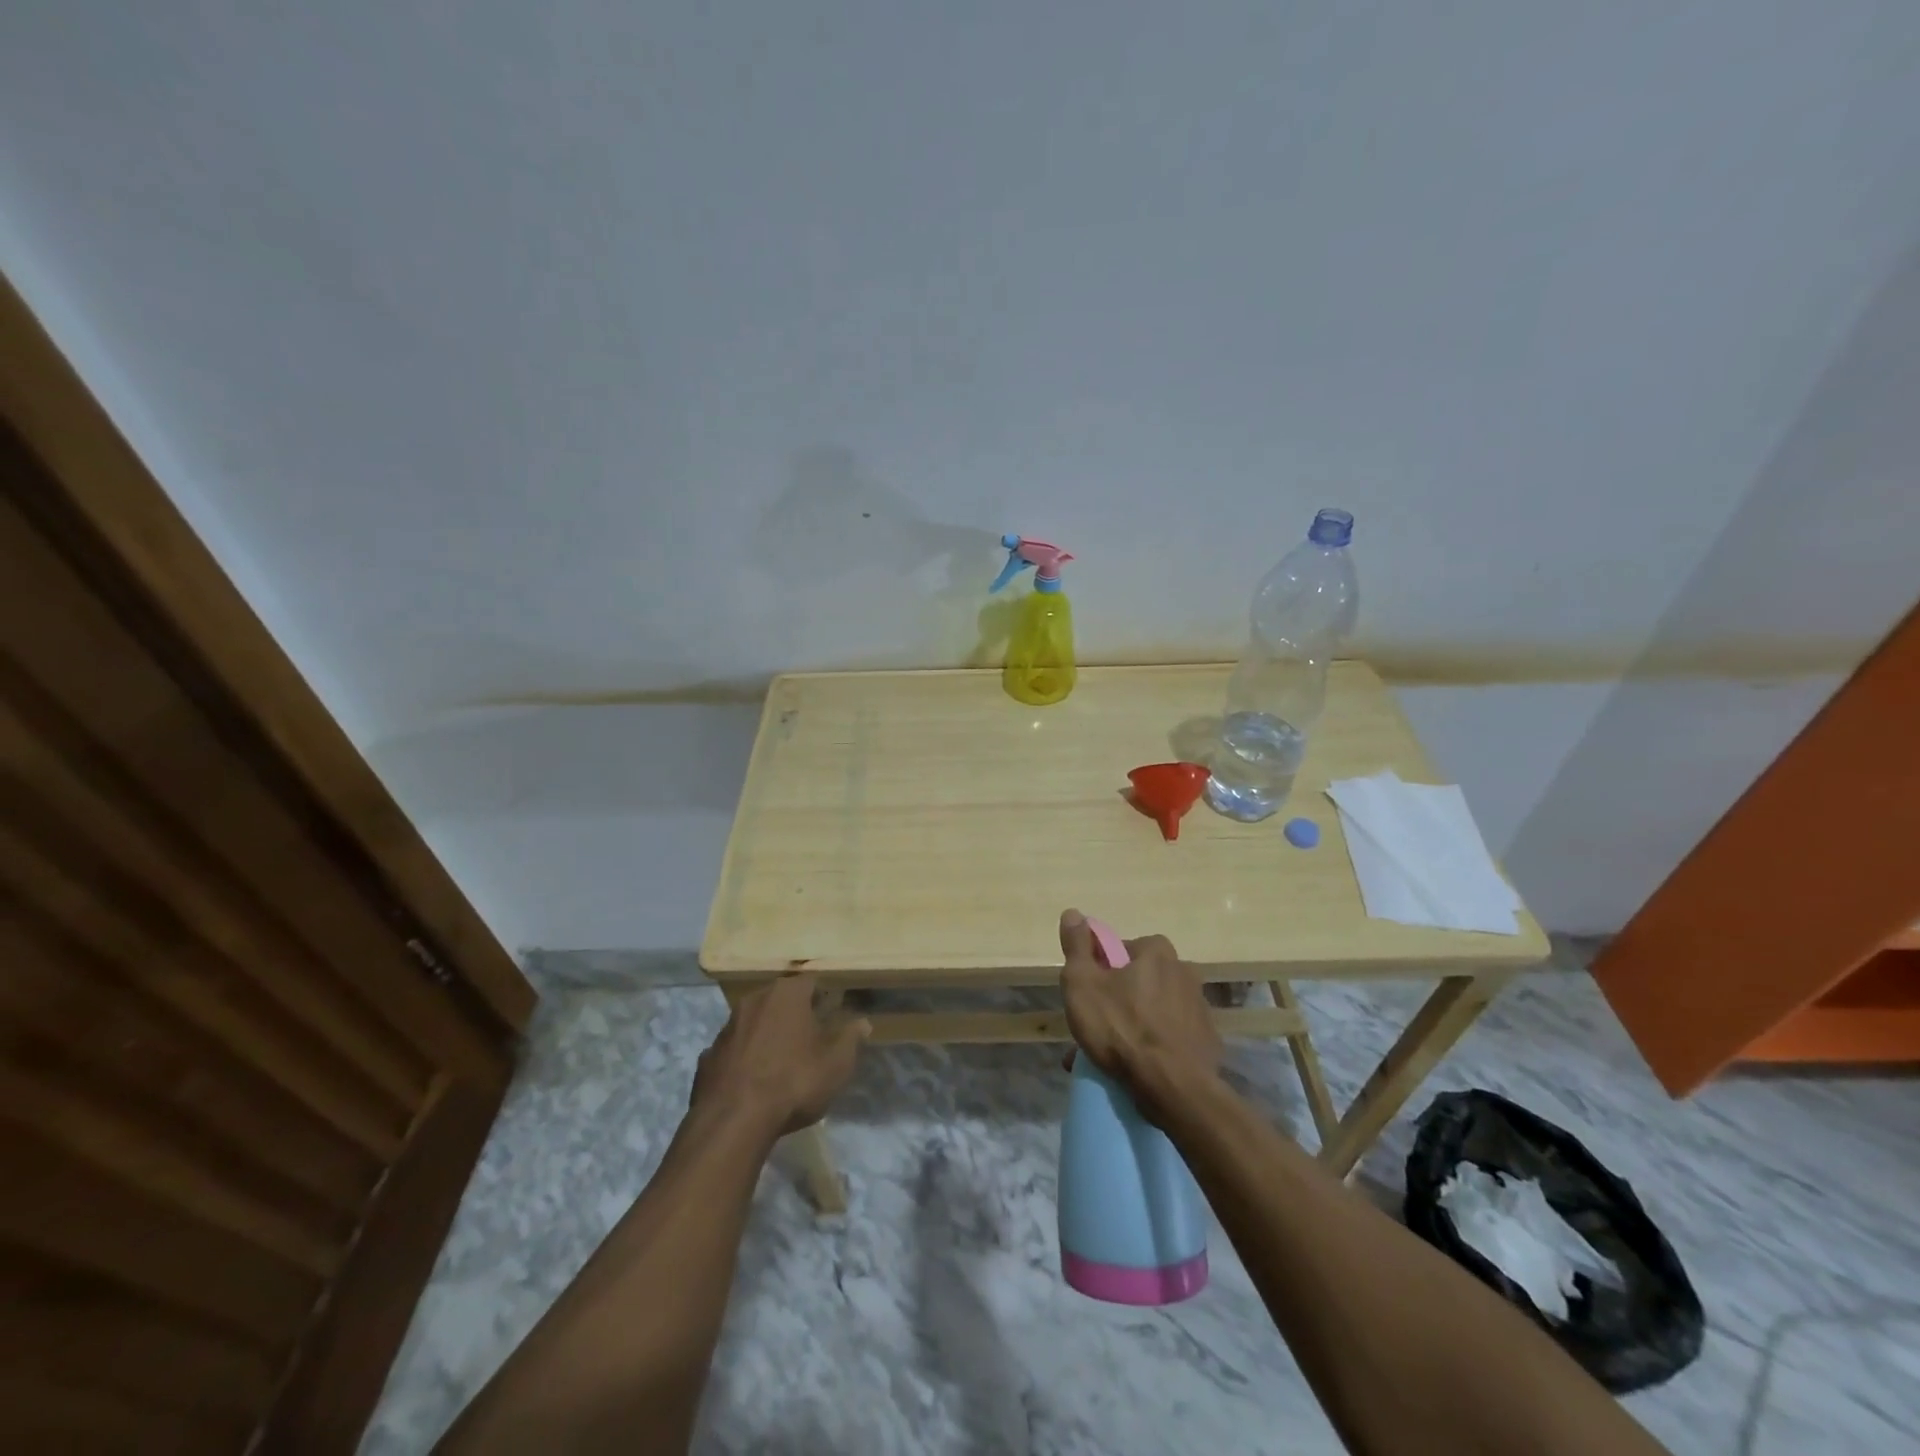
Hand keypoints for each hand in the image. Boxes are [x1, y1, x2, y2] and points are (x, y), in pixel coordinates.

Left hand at [692, 976, 869, 1135]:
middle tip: (809, 1039)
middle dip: (794, 1015)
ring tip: (780, 1063)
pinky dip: (743, 1060)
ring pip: (753, 1023)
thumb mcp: (836, 1063)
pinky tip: (752, 1083)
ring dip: (766, 1036)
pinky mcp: (707, 1057)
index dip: (823, 998)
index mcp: (787, 994)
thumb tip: (862, 1022)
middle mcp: (754, 1001)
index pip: (811, 983)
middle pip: (779, 1001)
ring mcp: (726, 1028)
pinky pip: (733, 1051)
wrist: (733, 1122)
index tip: (832, 1016)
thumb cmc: (793, 1082)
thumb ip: (851, 1038)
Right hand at [1058, 909, 1222, 1123]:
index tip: (1089, 994)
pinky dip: (1153, 1047)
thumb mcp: (1083, 983)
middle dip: (1117, 1001)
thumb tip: (1073, 912)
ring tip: (1110, 1057)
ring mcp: (1199, 1008)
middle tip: (1095, 1029)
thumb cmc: (1122, 1028)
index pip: (1122, 949)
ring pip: (1154, 1011)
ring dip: (1133, 1026)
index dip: (1101, 969)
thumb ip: (1077, 946)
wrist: (1174, 1088)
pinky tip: (1135, 1070)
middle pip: (1140, 980)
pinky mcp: (1207, 1042)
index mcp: (1157, 952)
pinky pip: (1170, 1037)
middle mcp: (1184, 972)